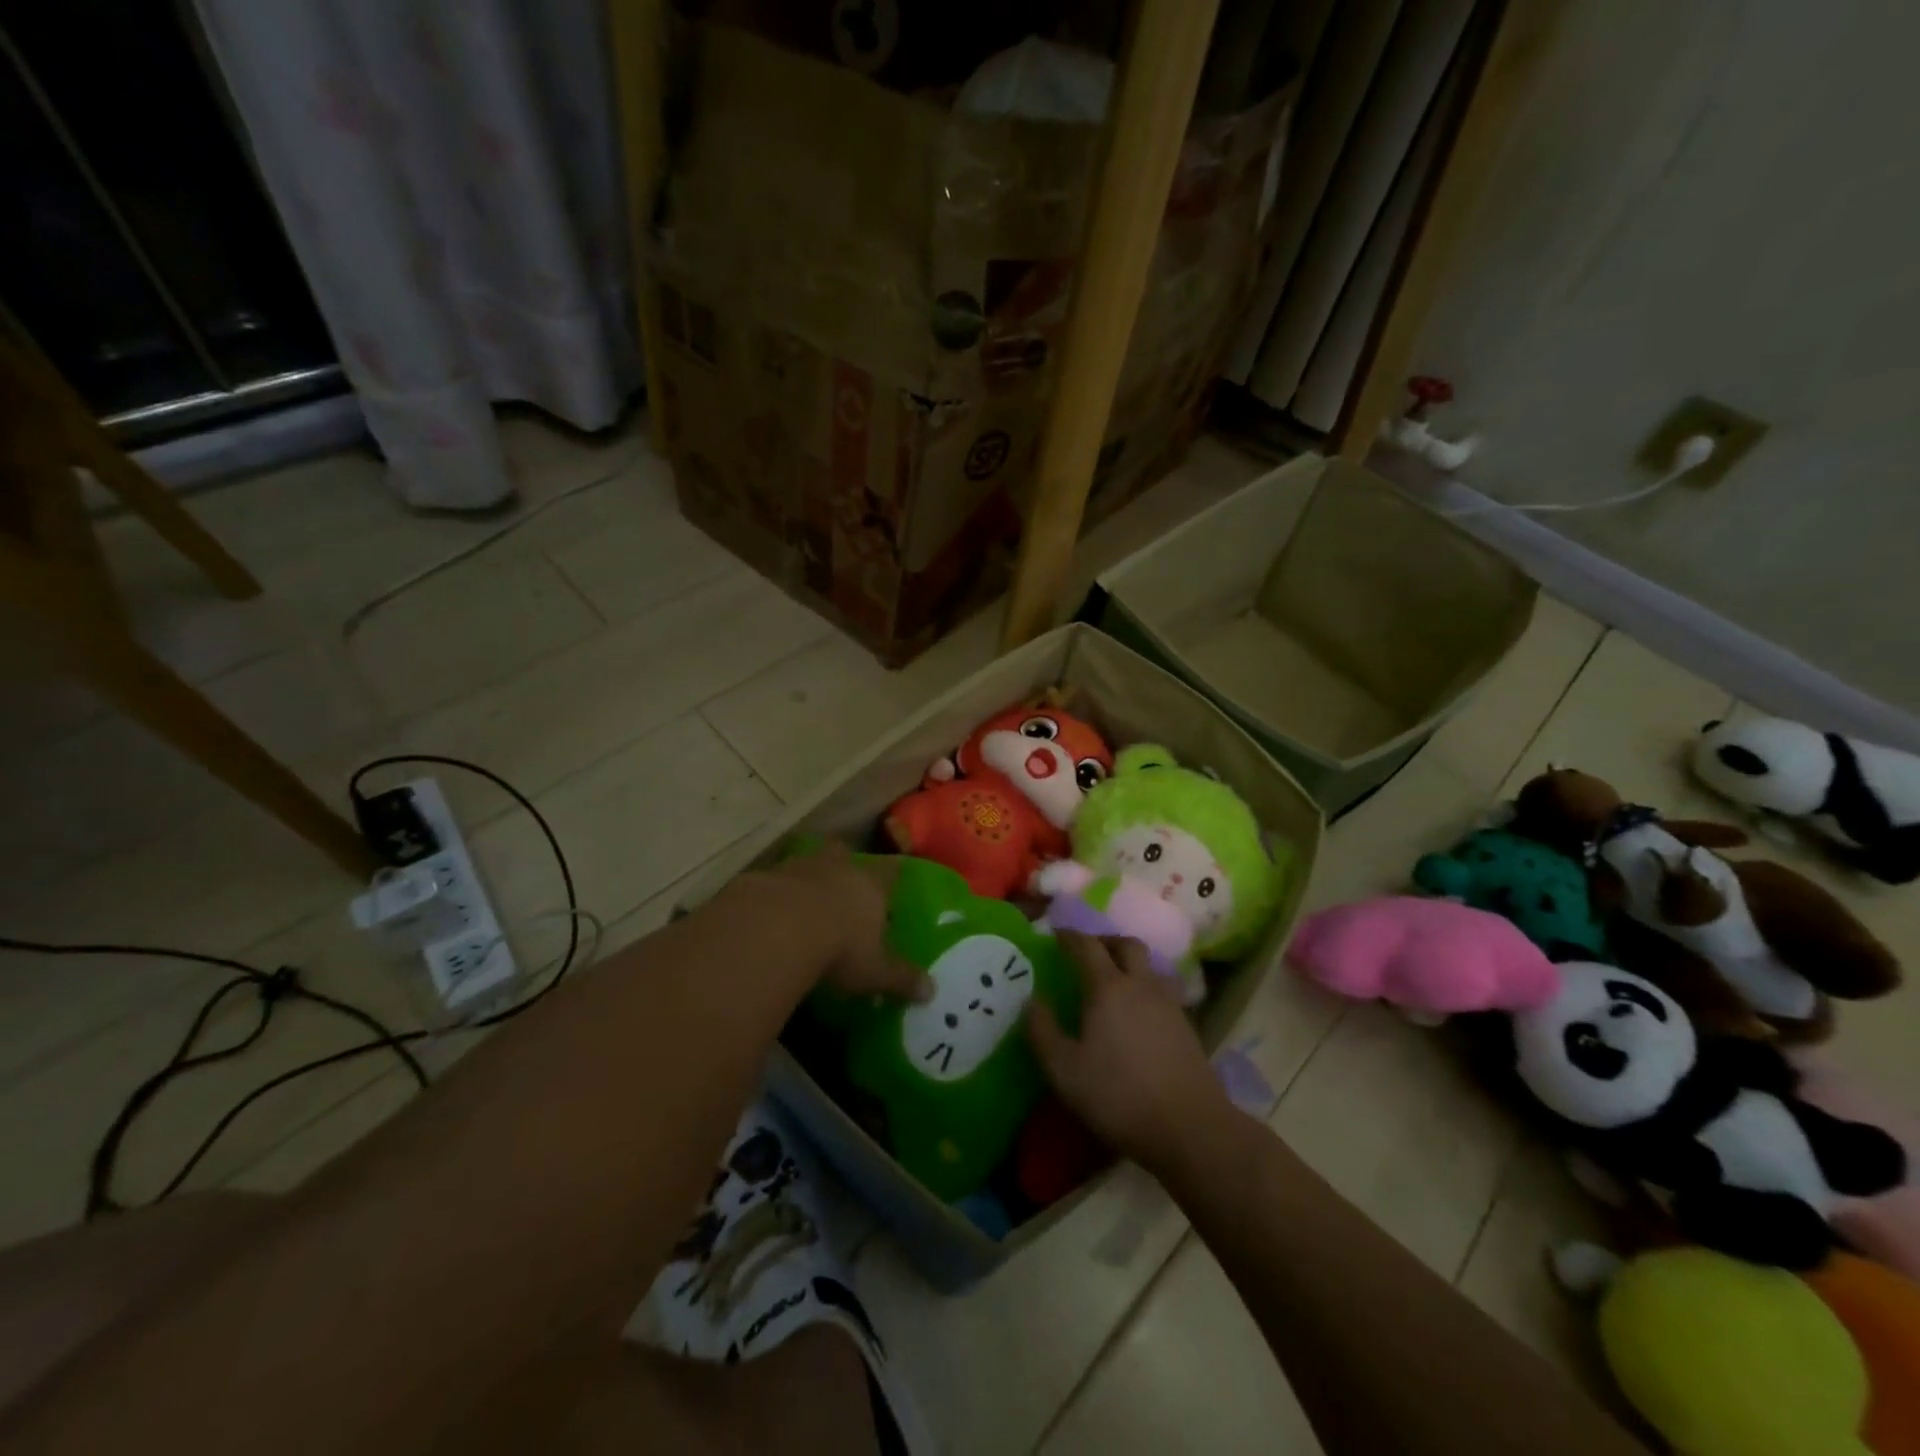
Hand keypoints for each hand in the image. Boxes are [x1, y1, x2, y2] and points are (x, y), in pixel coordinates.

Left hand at [759, 843, 929, 1002]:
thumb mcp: (875, 970)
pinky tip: (774, 912)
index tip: (892, 880)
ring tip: (806, 900)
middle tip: (843, 884)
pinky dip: (777, 892)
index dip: (891, 875)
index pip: (889, 871)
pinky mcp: (766, 876)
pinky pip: (776, 880)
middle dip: (844, 865)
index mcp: (871, 884)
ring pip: (809, 862)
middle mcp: (838, 867)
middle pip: (845, 853)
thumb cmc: (840, 946)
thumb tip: (931, 991)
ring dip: (809, 877)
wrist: (779, 928)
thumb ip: (901, 978)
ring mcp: (800, 866)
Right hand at [1026, 931, 1228, 1175]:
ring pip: (1149, 966)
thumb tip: (1032, 1000)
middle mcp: (1141, 985)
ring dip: (1130, 963)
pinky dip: (1145, 988)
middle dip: (1105, 941)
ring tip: (1114, 980)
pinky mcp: (1187, 1026)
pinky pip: (1162, 990)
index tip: (1055, 935)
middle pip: (1126, 944)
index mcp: (1108, 987)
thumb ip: (1042, 1031)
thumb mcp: (1064, 1070)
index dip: (1069, 936)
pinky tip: (1138, 1013)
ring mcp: (1169, 1004)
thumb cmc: (1118, 1096)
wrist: (1190, 1128)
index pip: (1086, 946)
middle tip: (1087, 953)